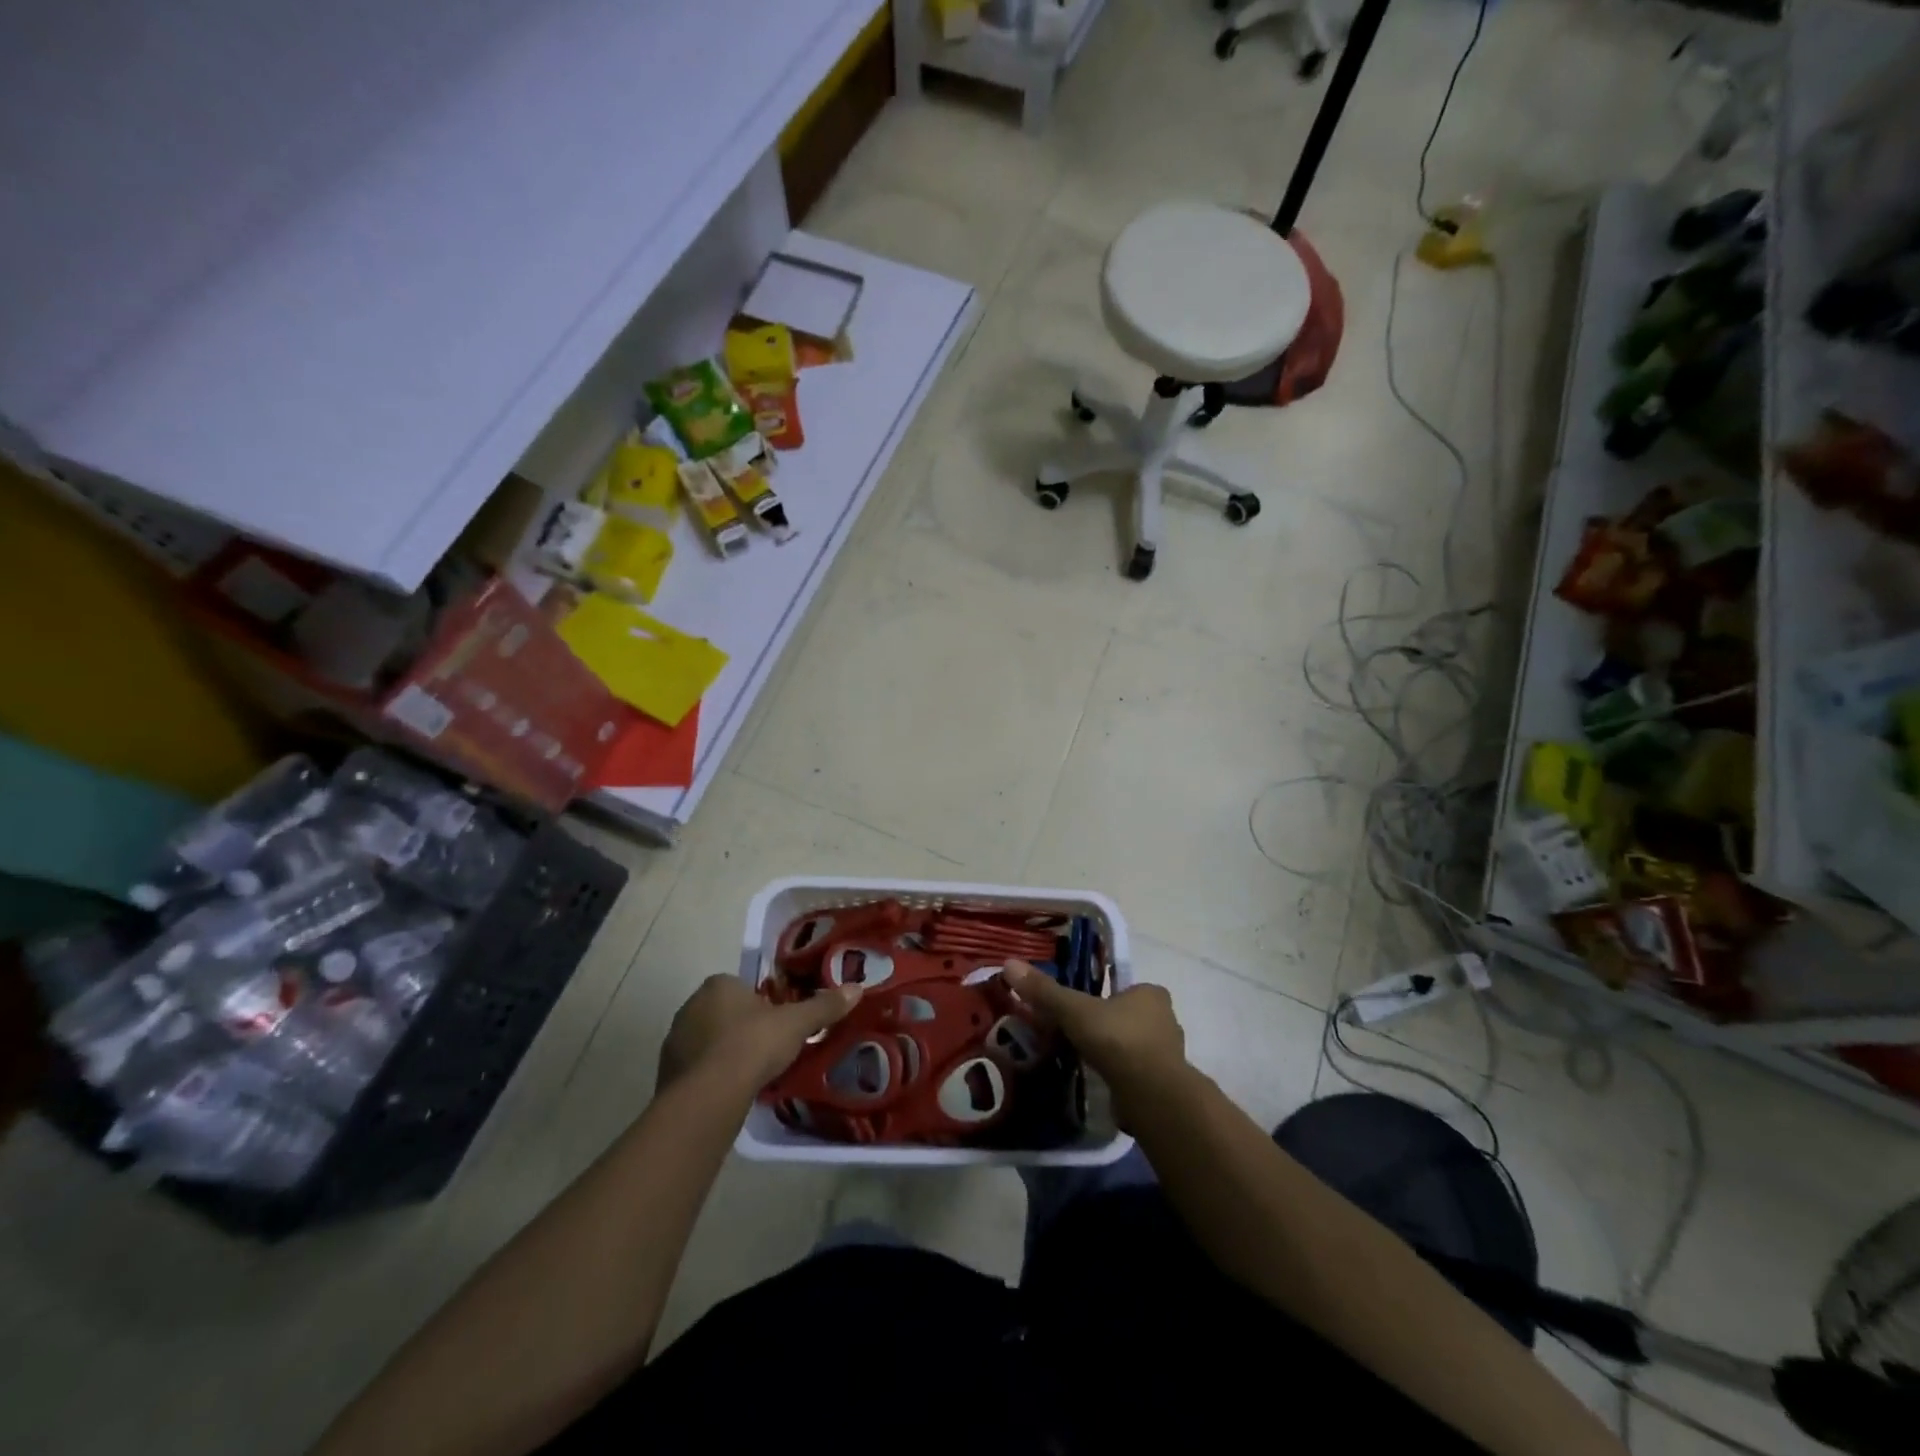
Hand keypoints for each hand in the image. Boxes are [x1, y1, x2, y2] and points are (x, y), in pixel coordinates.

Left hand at [657, 976, 861, 1095]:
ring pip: (707, 1041)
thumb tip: (857, 988)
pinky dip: (711, 1076)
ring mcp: (675, 1040)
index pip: (742, 986)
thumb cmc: (753, 1045)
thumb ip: (824, 1006)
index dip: (761, 1003)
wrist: (709, 1095)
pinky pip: (696, 1069)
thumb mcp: (796, 1024)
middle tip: (767, 1047)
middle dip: (742, 1027)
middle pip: (723, 1013)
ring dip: (724, 1053)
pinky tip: (730, 1092)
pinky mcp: (667, 1073)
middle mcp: (691, 1006)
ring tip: (751, 1073)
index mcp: (719, 985)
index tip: (777, 1022)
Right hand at [1001, 961, 1185, 1096]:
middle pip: (1129, 1017)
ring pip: (1133, 1046)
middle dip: (1106, 1025)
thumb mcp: (1074, 1010)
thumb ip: (1045, 991)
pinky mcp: (1164, 1084)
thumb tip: (1009, 963)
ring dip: (1112, 1052)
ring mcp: (1168, 1054)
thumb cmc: (1117, 1039)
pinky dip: (1119, 1075)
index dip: (1105, 996)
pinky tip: (1099, 1081)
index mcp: (1151, 994)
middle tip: (1077, 1034)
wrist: (1151, 1095)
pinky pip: (1135, 1072)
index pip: (1126, 989)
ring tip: (1083, 1059)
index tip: (1082, 1009)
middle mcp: (1166, 1019)